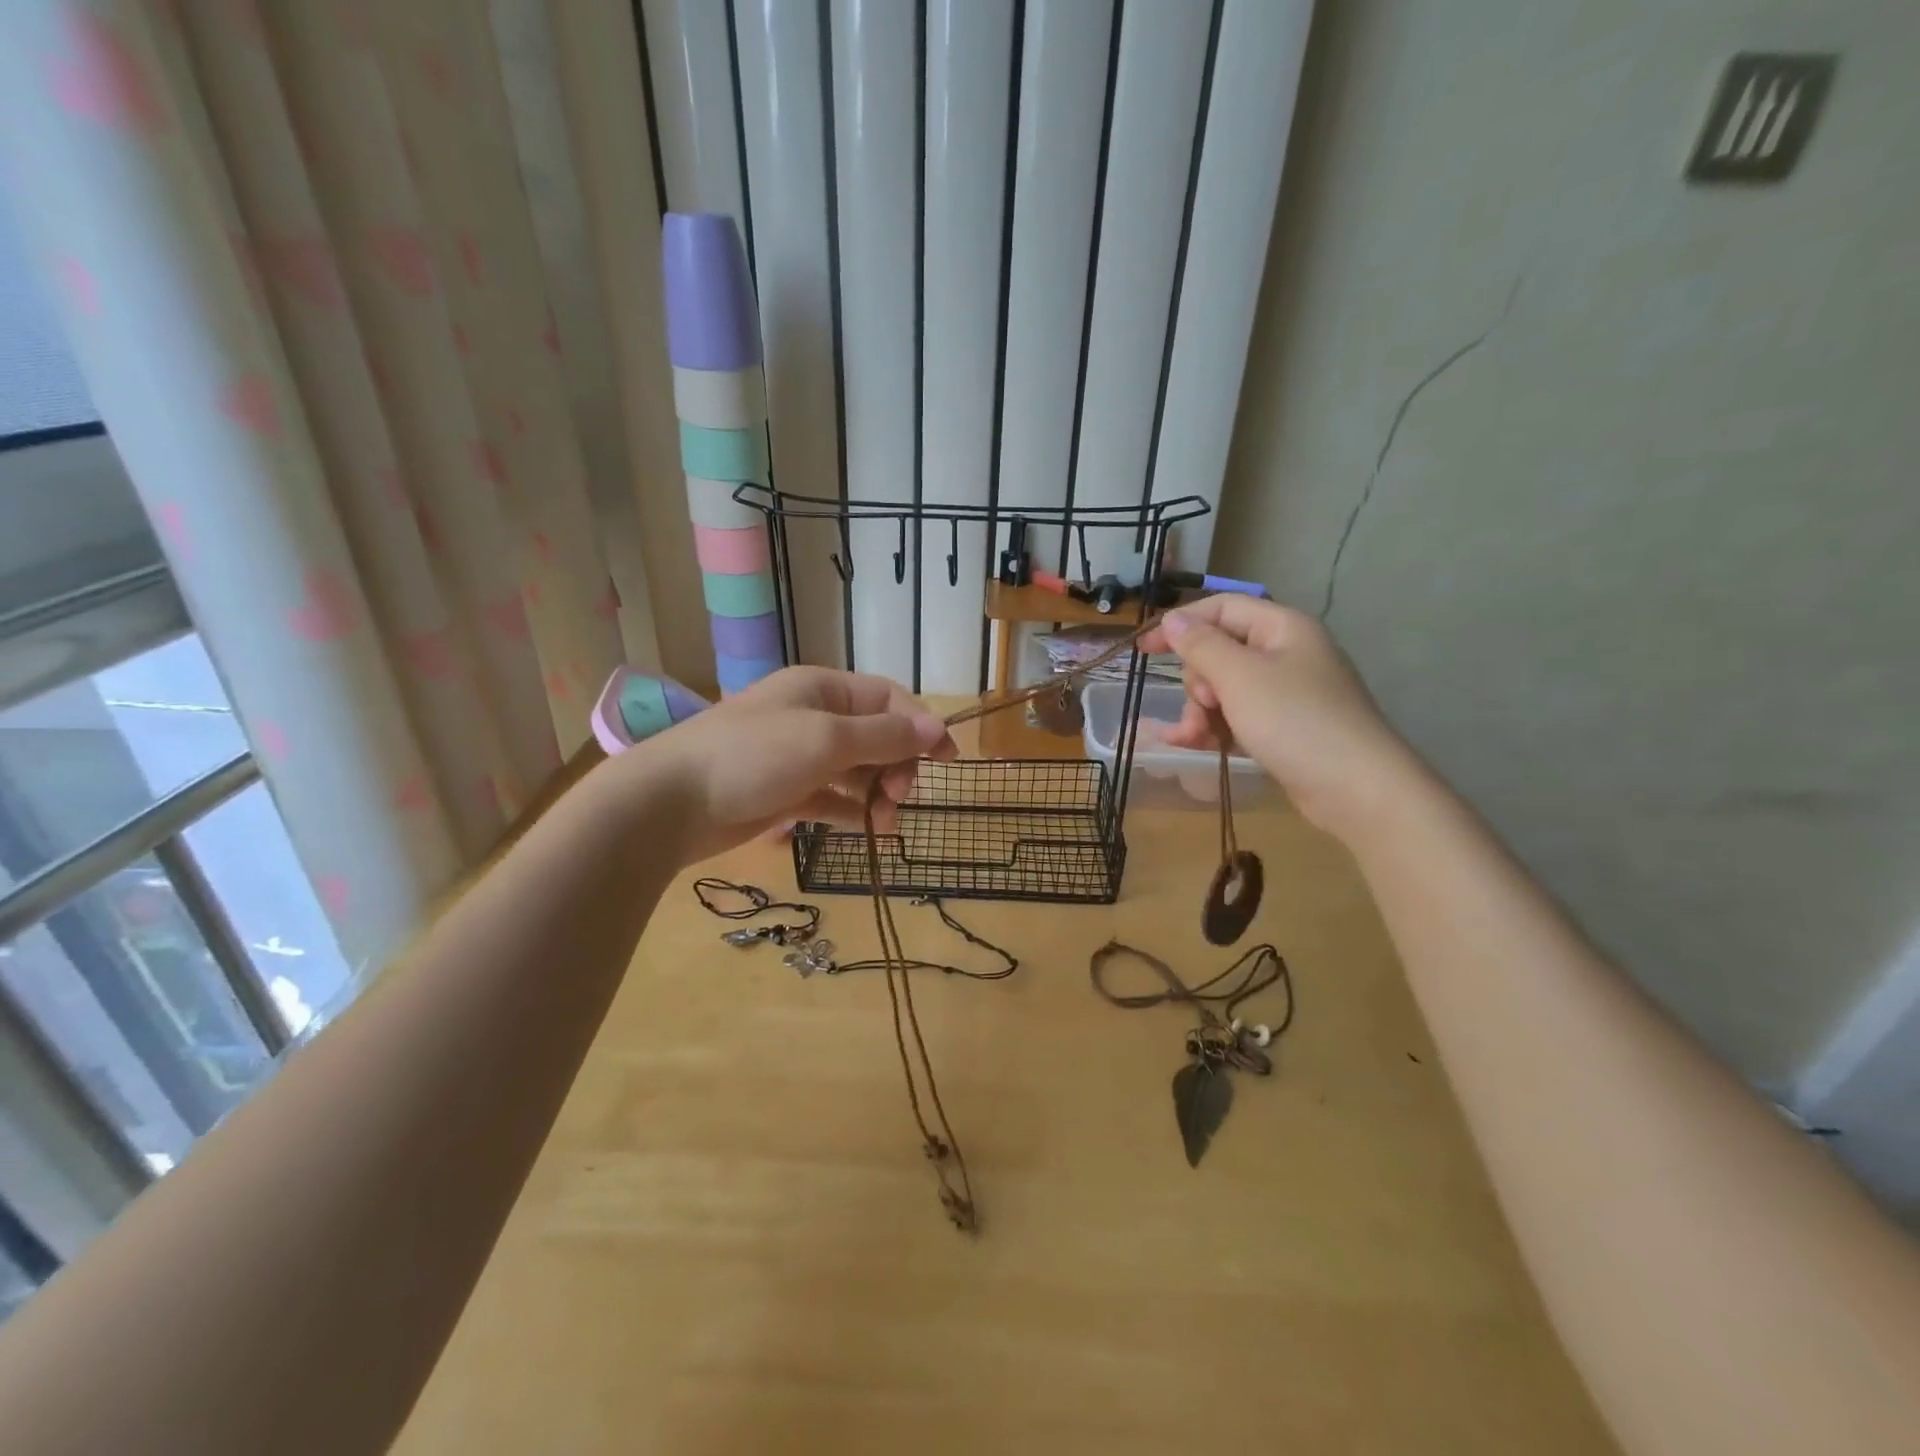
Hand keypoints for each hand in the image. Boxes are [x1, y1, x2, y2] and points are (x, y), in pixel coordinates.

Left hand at [637, 666, 955, 859]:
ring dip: (878, 793)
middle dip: (897, 764)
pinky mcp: (784, 792)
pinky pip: (832, 797)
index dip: (921, 725)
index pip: (888, 698)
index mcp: (823, 689)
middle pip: (876, 735)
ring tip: (886, 823)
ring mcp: (797, 756)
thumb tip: (937, 728)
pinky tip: (869, 829)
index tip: (948, 760)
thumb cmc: (754, 756)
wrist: (670, 802)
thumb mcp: (828, 739)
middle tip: (899, 796)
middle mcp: (813, 717)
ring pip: (856, 770)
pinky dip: (852, 811)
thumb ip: (886, 736)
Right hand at [1138, 597, 1416, 835]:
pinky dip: (1215, 727)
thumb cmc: (1295, 720)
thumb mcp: (1239, 677)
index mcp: (1281, 627)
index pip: (1221, 608)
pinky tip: (1193, 745)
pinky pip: (1236, 715)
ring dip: (1200, 711)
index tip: (1143, 650)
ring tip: (1193, 737)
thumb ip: (1201, 645)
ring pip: (1223, 688)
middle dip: (1197, 680)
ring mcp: (1285, 692)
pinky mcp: (1283, 726)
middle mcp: (1284, 653)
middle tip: (1203, 704)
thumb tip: (1174, 620)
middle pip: (1219, 651)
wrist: (1356, 788)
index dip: (1180, 624)